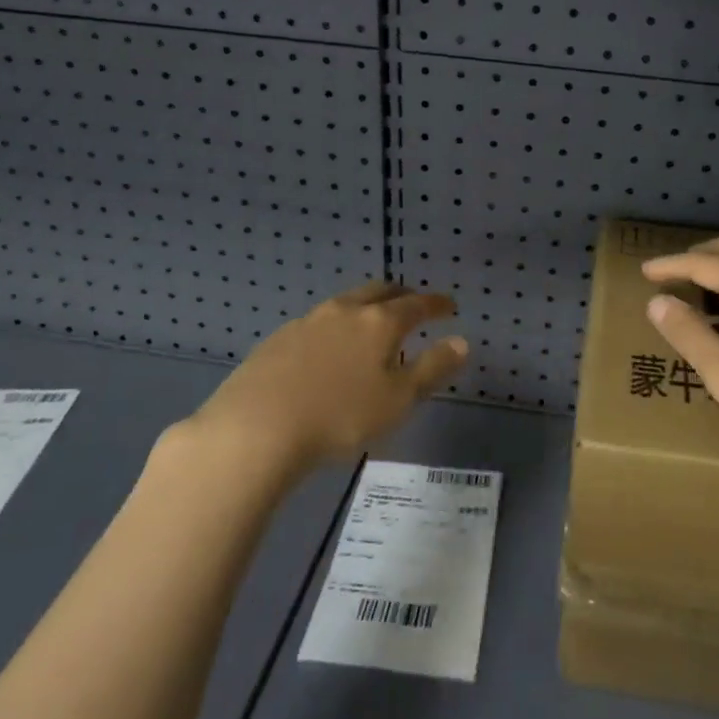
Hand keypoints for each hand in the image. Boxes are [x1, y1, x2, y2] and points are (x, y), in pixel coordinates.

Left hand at [177, 283, 467, 476]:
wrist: (256, 427)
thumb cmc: (340, 416)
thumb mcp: (398, 400)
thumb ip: (433, 368)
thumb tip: (462, 342)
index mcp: (380, 322)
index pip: (417, 304)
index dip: (437, 304)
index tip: (450, 305)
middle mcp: (346, 310)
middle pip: (380, 291)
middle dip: (401, 295)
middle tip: (413, 304)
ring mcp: (308, 321)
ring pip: (346, 302)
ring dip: (366, 307)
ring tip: (371, 324)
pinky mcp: (279, 338)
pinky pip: (318, 321)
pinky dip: (336, 326)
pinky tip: (329, 348)